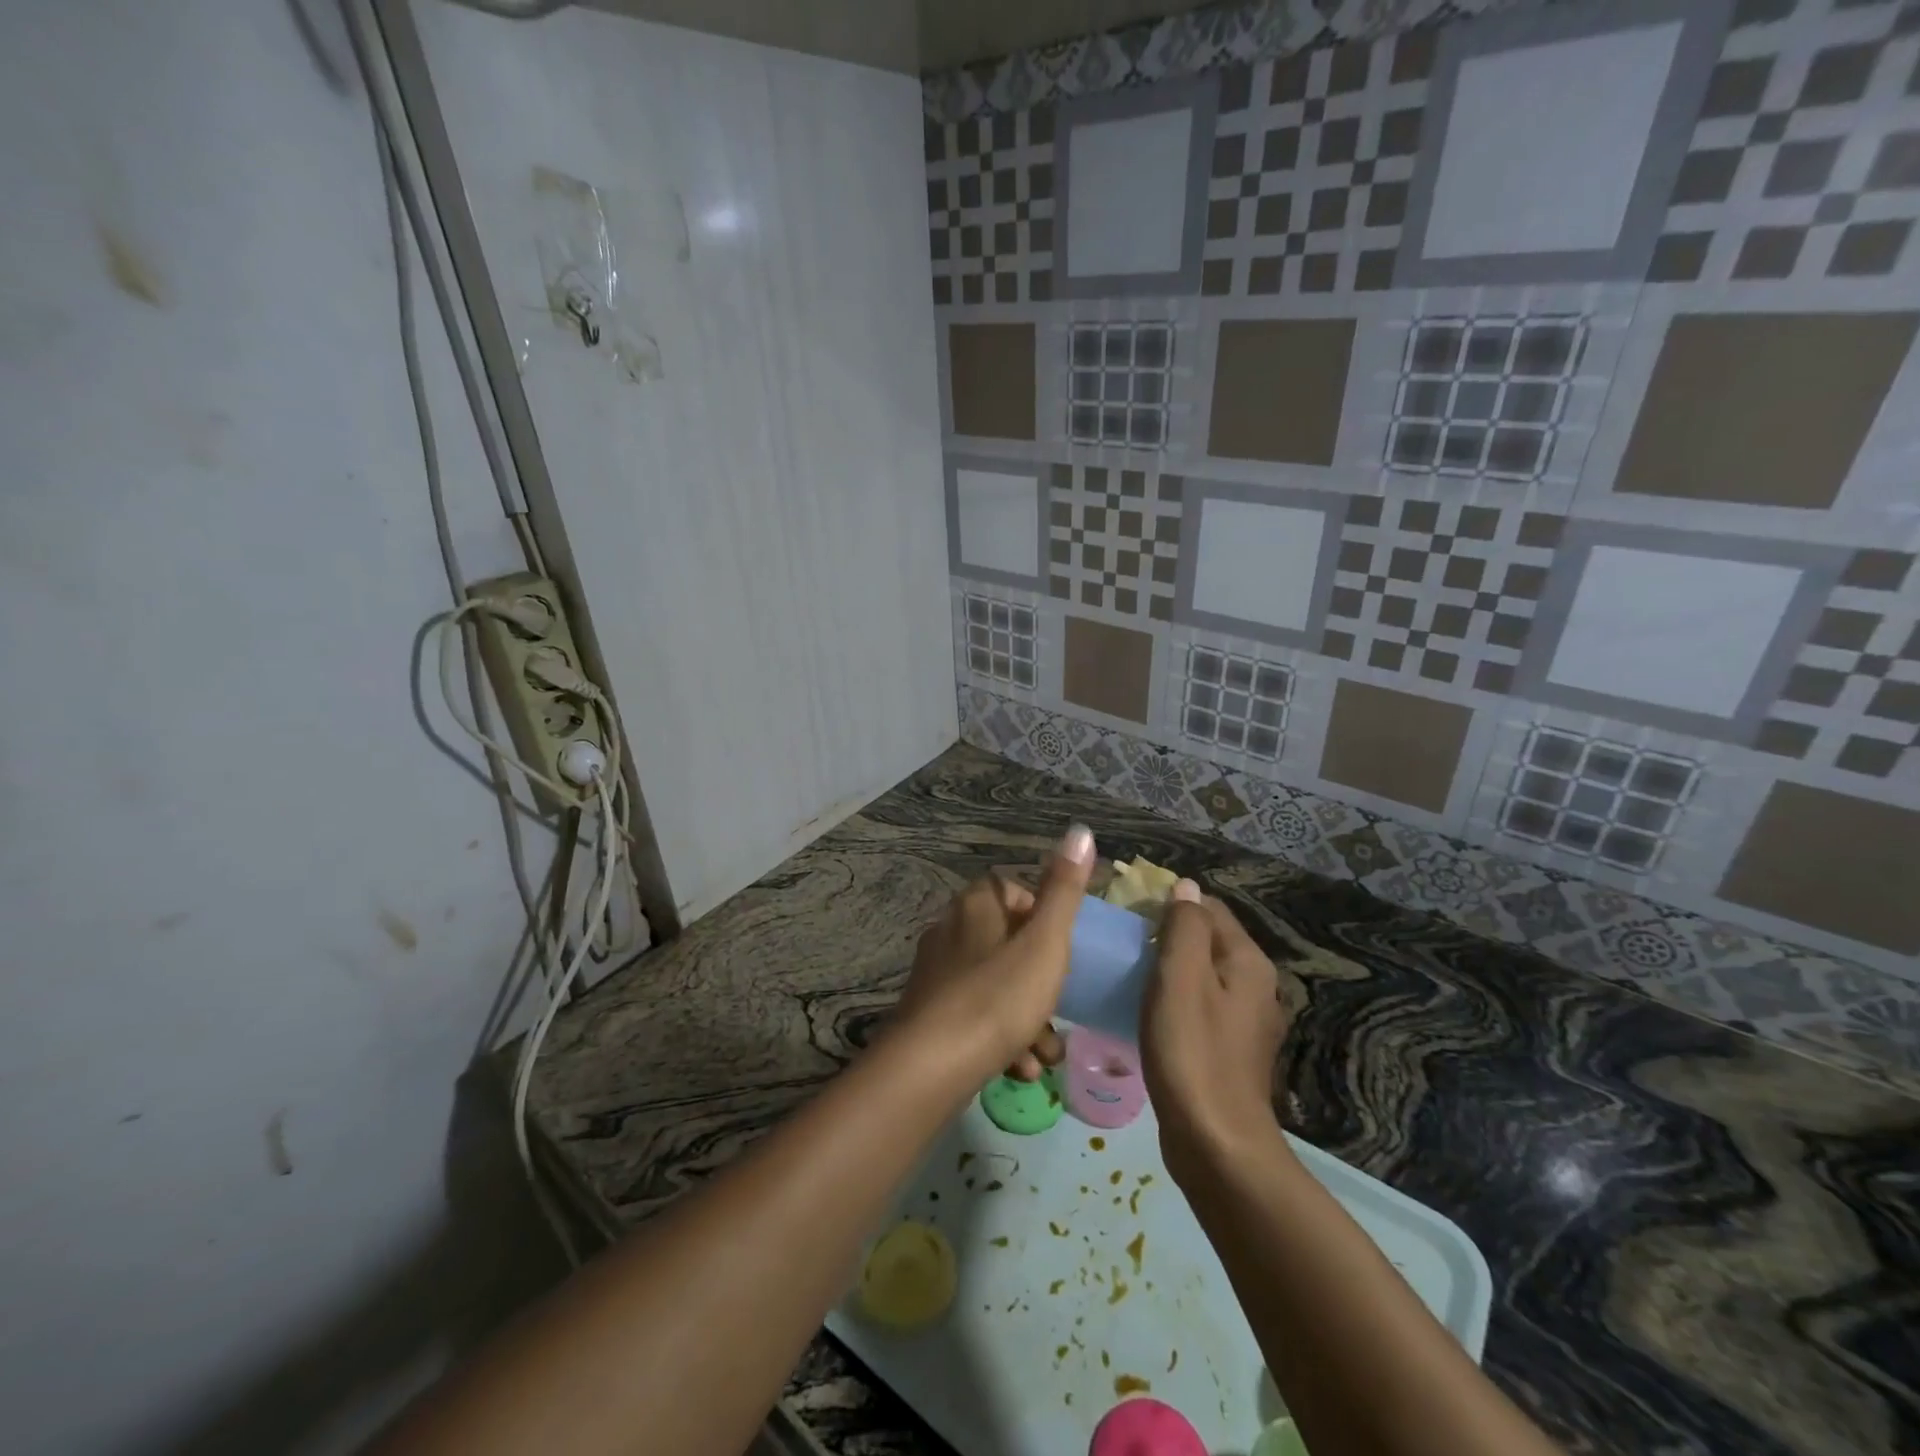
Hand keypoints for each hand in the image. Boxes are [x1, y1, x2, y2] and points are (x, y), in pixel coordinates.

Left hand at [894, 825, 1094, 1080]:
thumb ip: (1064, 890)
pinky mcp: (929, 1014)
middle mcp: (950, 930)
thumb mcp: (1045, 942)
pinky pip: (976, 1017)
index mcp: (974, 905)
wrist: (930, 1067)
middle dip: (1041, 981)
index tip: (1061, 948)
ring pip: (996, 986)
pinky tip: (1020, 1068)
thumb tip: (1081, 831)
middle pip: (1008, 944)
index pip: (1011, 891)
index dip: (1042, 916)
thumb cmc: (997, 996)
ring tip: (1047, 1053)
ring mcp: (936, 974)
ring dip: (1027, 1019)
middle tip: (1061, 1009)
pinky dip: (1001, 1038)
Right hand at [1141, 882, 1288, 1173]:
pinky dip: (1176, 1001)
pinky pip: (1201, 1007)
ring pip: (1203, 975)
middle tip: (1125, 945)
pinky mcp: (1231, 1052)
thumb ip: (1184, 926)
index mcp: (1248, 962)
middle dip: (1168, 935)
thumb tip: (1185, 886)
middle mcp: (1257, 986)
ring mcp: (1246, 1023)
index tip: (1130, 915)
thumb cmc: (1192, 1052)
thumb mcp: (1181, 977)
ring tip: (1131, 975)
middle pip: (1208, 941)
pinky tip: (1149, 1014)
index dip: (1170, 903)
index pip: (1209, 908)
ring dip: (1170, 970)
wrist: (1216, 1144)